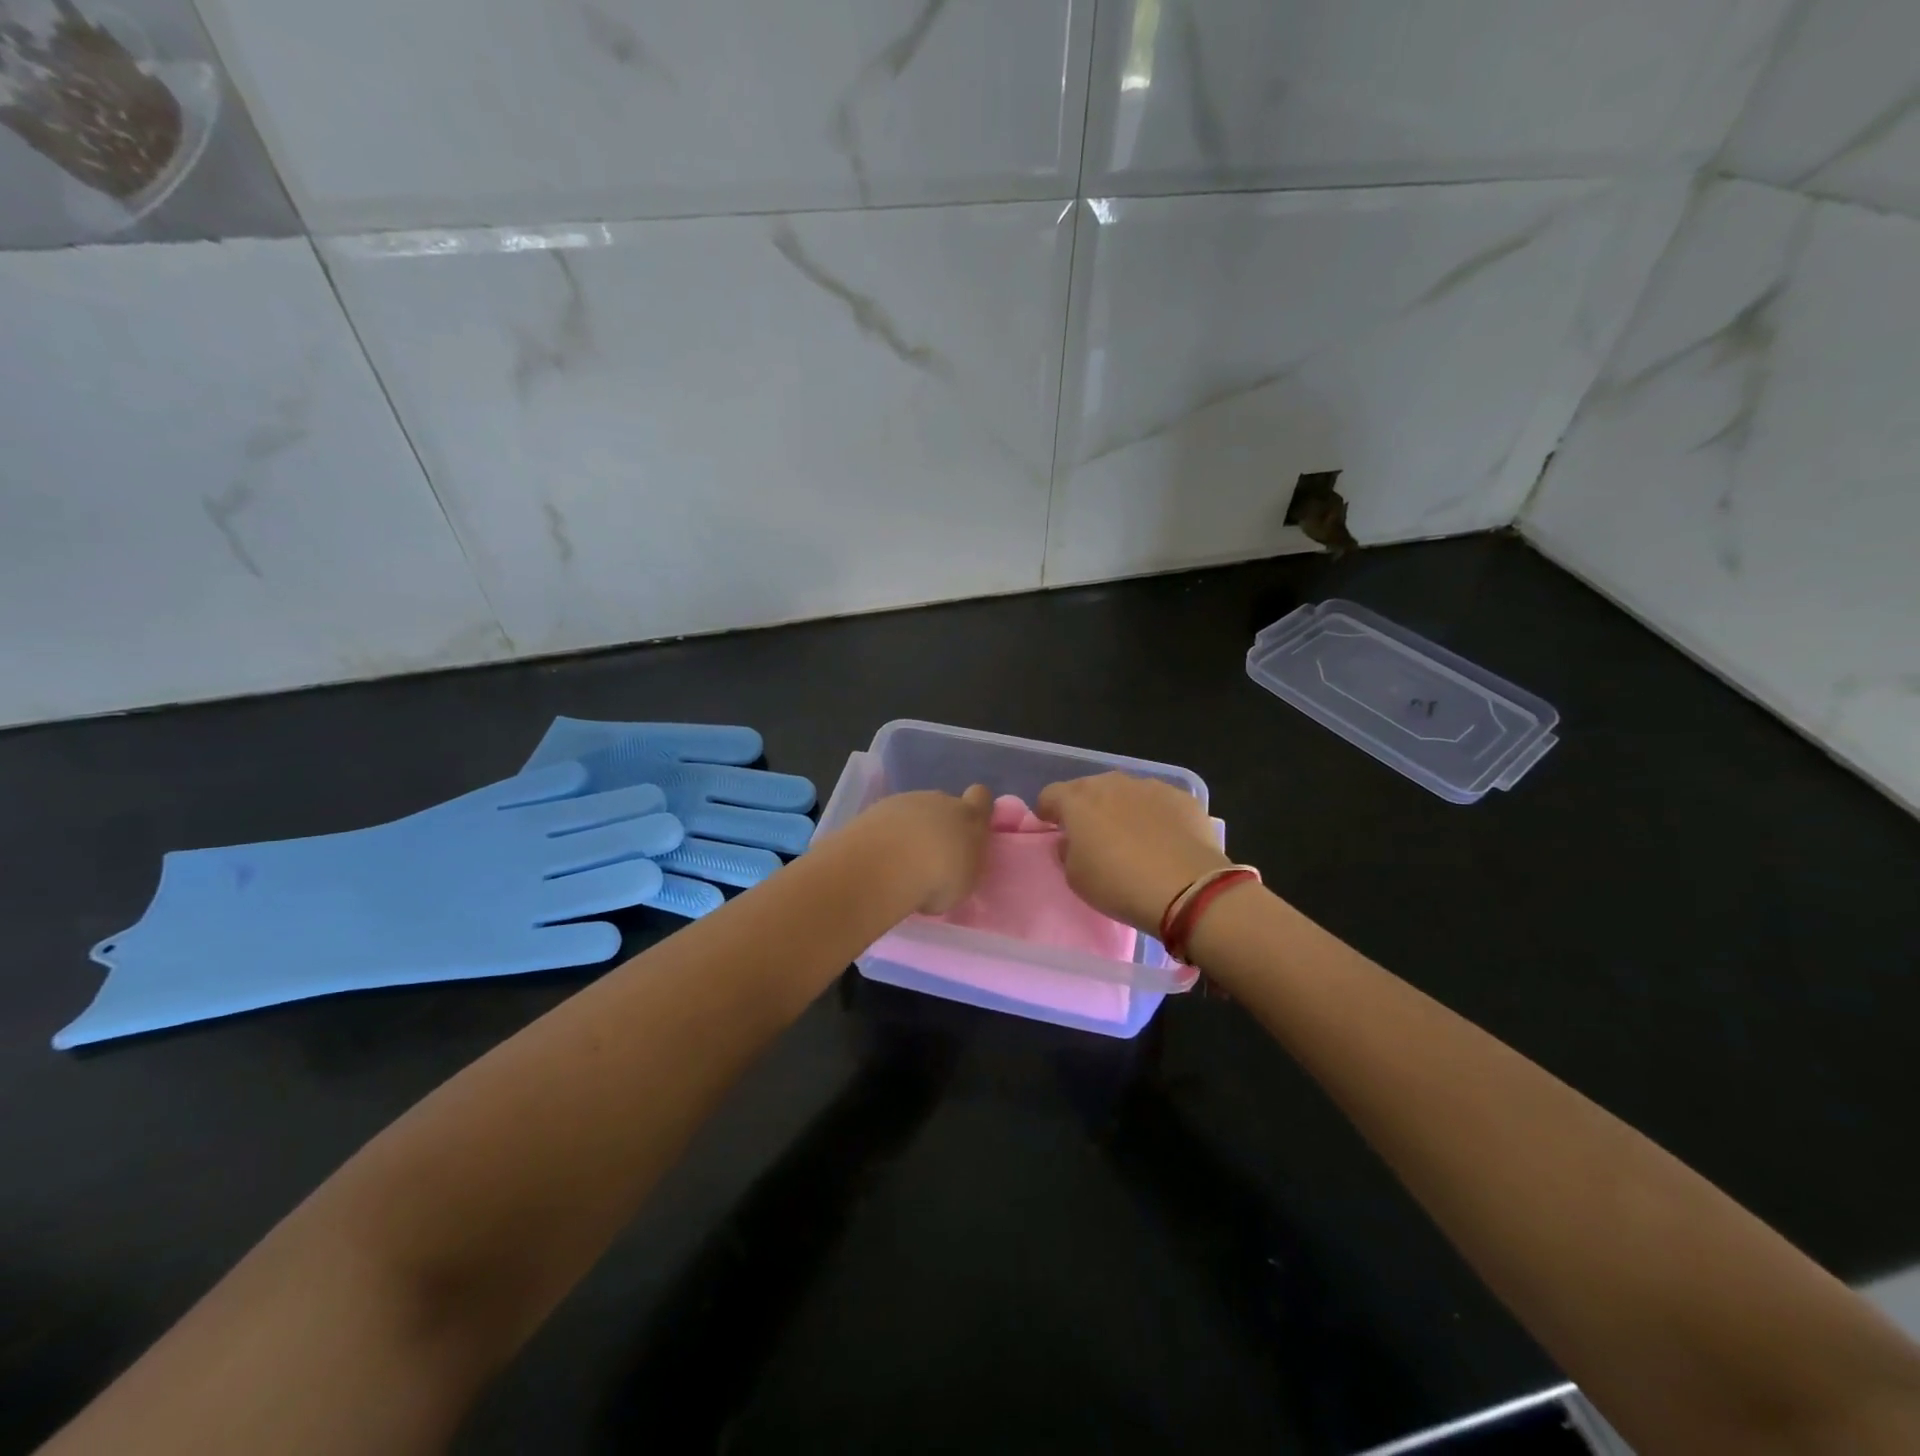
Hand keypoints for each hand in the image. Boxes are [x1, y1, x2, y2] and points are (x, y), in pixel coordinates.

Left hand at [843, 785, 993, 913]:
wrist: (887, 865)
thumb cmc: (938, 877)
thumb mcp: (965, 882)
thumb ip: (964, 865)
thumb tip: (955, 864)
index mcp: (969, 816)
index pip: (981, 797)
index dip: (976, 809)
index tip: (969, 831)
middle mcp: (939, 801)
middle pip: (944, 805)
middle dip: (939, 825)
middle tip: (931, 857)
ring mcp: (905, 801)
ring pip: (913, 811)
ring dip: (910, 830)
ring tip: (900, 862)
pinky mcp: (875, 808)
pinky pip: (887, 820)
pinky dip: (886, 834)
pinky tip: (879, 857)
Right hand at [1036, 773, 1232, 934]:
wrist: (1187, 889)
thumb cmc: (1119, 885)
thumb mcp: (1075, 878)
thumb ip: (1067, 851)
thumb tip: (1072, 840)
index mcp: (1077, 801)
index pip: (1050, 795)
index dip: (1048, 811)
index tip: (1053, 829)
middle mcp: (1111, 783)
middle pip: (1088, 788)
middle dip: (1086, 807)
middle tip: (1093, 836)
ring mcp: (1149, 787)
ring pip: (1125, 792)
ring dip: (1121, 808)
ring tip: (1132, 838)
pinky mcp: (1182, 797)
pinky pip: (1158, 802)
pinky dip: (1155, 815)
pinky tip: (1164, 841)